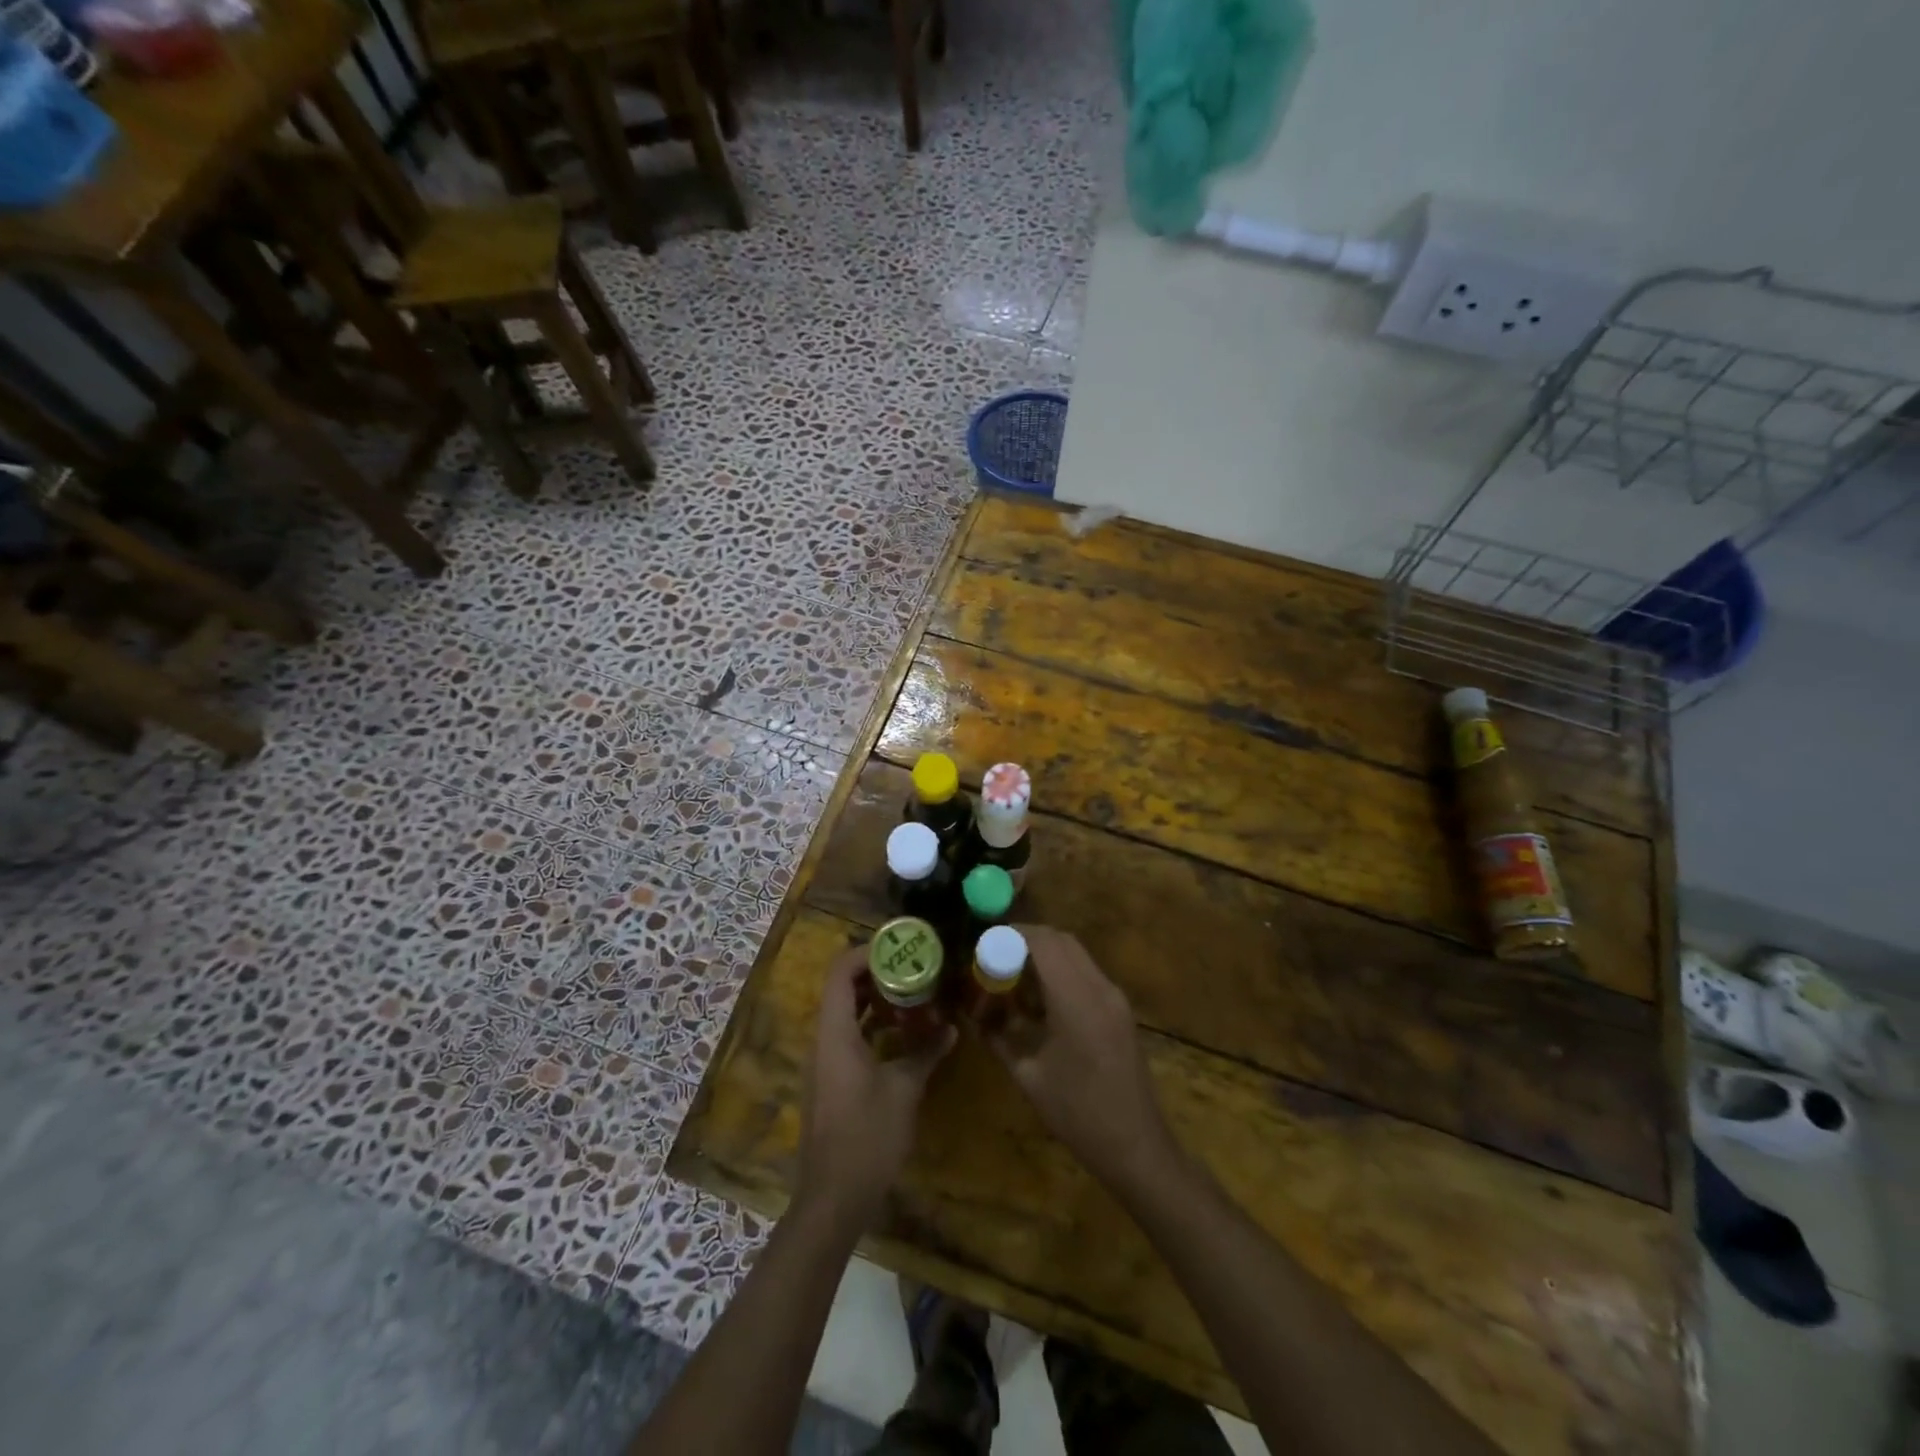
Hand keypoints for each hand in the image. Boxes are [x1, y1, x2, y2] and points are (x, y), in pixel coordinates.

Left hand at [796, 947, 955, 1231]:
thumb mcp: (904, 1090)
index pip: (840, 972)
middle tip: (915, 966)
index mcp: (835, 1032)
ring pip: (846, 1012)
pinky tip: (904, 1032)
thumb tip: (951, 1027)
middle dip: (877, 972)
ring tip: (915, 991)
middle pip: (842, 988)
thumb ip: (925, 1052)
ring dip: (876, 998)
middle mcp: (824, 1039)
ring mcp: (825, 1060)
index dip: (867, 952)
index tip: (901, 947)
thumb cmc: (867, 1136)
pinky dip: (873, 1024)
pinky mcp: (832, 1079)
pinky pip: (849, 1035)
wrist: (833, 1198)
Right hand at [987, 927, 1179, 1194]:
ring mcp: (1115, 998)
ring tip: (1014, 981)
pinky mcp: (1120, 1011)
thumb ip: (999, 1039)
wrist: (1136, 1146)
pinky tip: (1041, 1003)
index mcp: (1076, 999)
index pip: (1043, 943)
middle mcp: (1100, 988)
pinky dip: (1061, 974)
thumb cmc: (1078, 1114)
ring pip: (1076, 955)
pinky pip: (1087, 974)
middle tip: (996, 959)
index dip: (1012, 935)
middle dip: (1026, 941)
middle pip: (1061, 940)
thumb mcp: (1029, 1077)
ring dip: (1044, 957)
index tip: (985, 945)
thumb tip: (975, 1018)